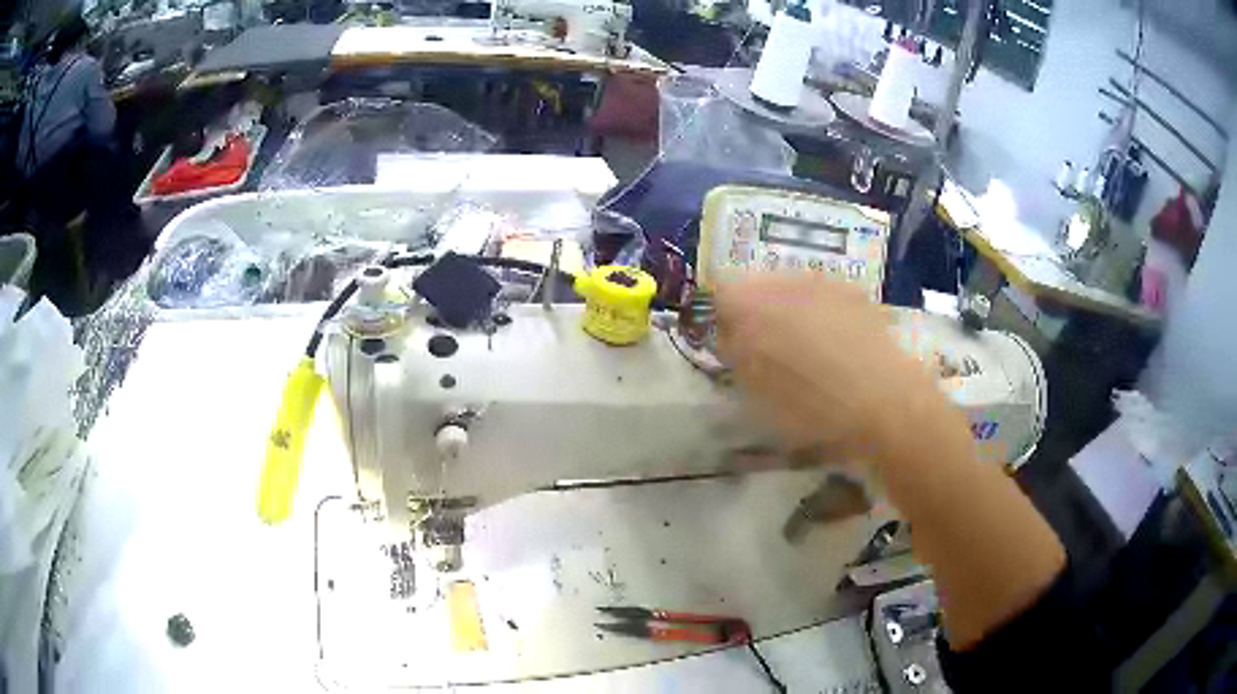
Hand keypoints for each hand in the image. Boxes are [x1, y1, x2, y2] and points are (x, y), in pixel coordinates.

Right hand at [713, 273, 941, 456]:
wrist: (883, 402)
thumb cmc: (810, 408)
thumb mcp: (755, 394)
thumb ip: (736, 356)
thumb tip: (731, 338)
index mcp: (750, 304)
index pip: (721, 294)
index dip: (723, 321)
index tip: (732, 349)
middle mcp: (784, 282)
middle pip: (757, 286)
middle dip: (756, 312)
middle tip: (766, 351)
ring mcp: (823, 283)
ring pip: (792, 290)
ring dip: (790, 312)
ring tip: (806, 352)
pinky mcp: (855, 293)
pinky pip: (825, 297)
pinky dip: (823, 315)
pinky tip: (836, 348)